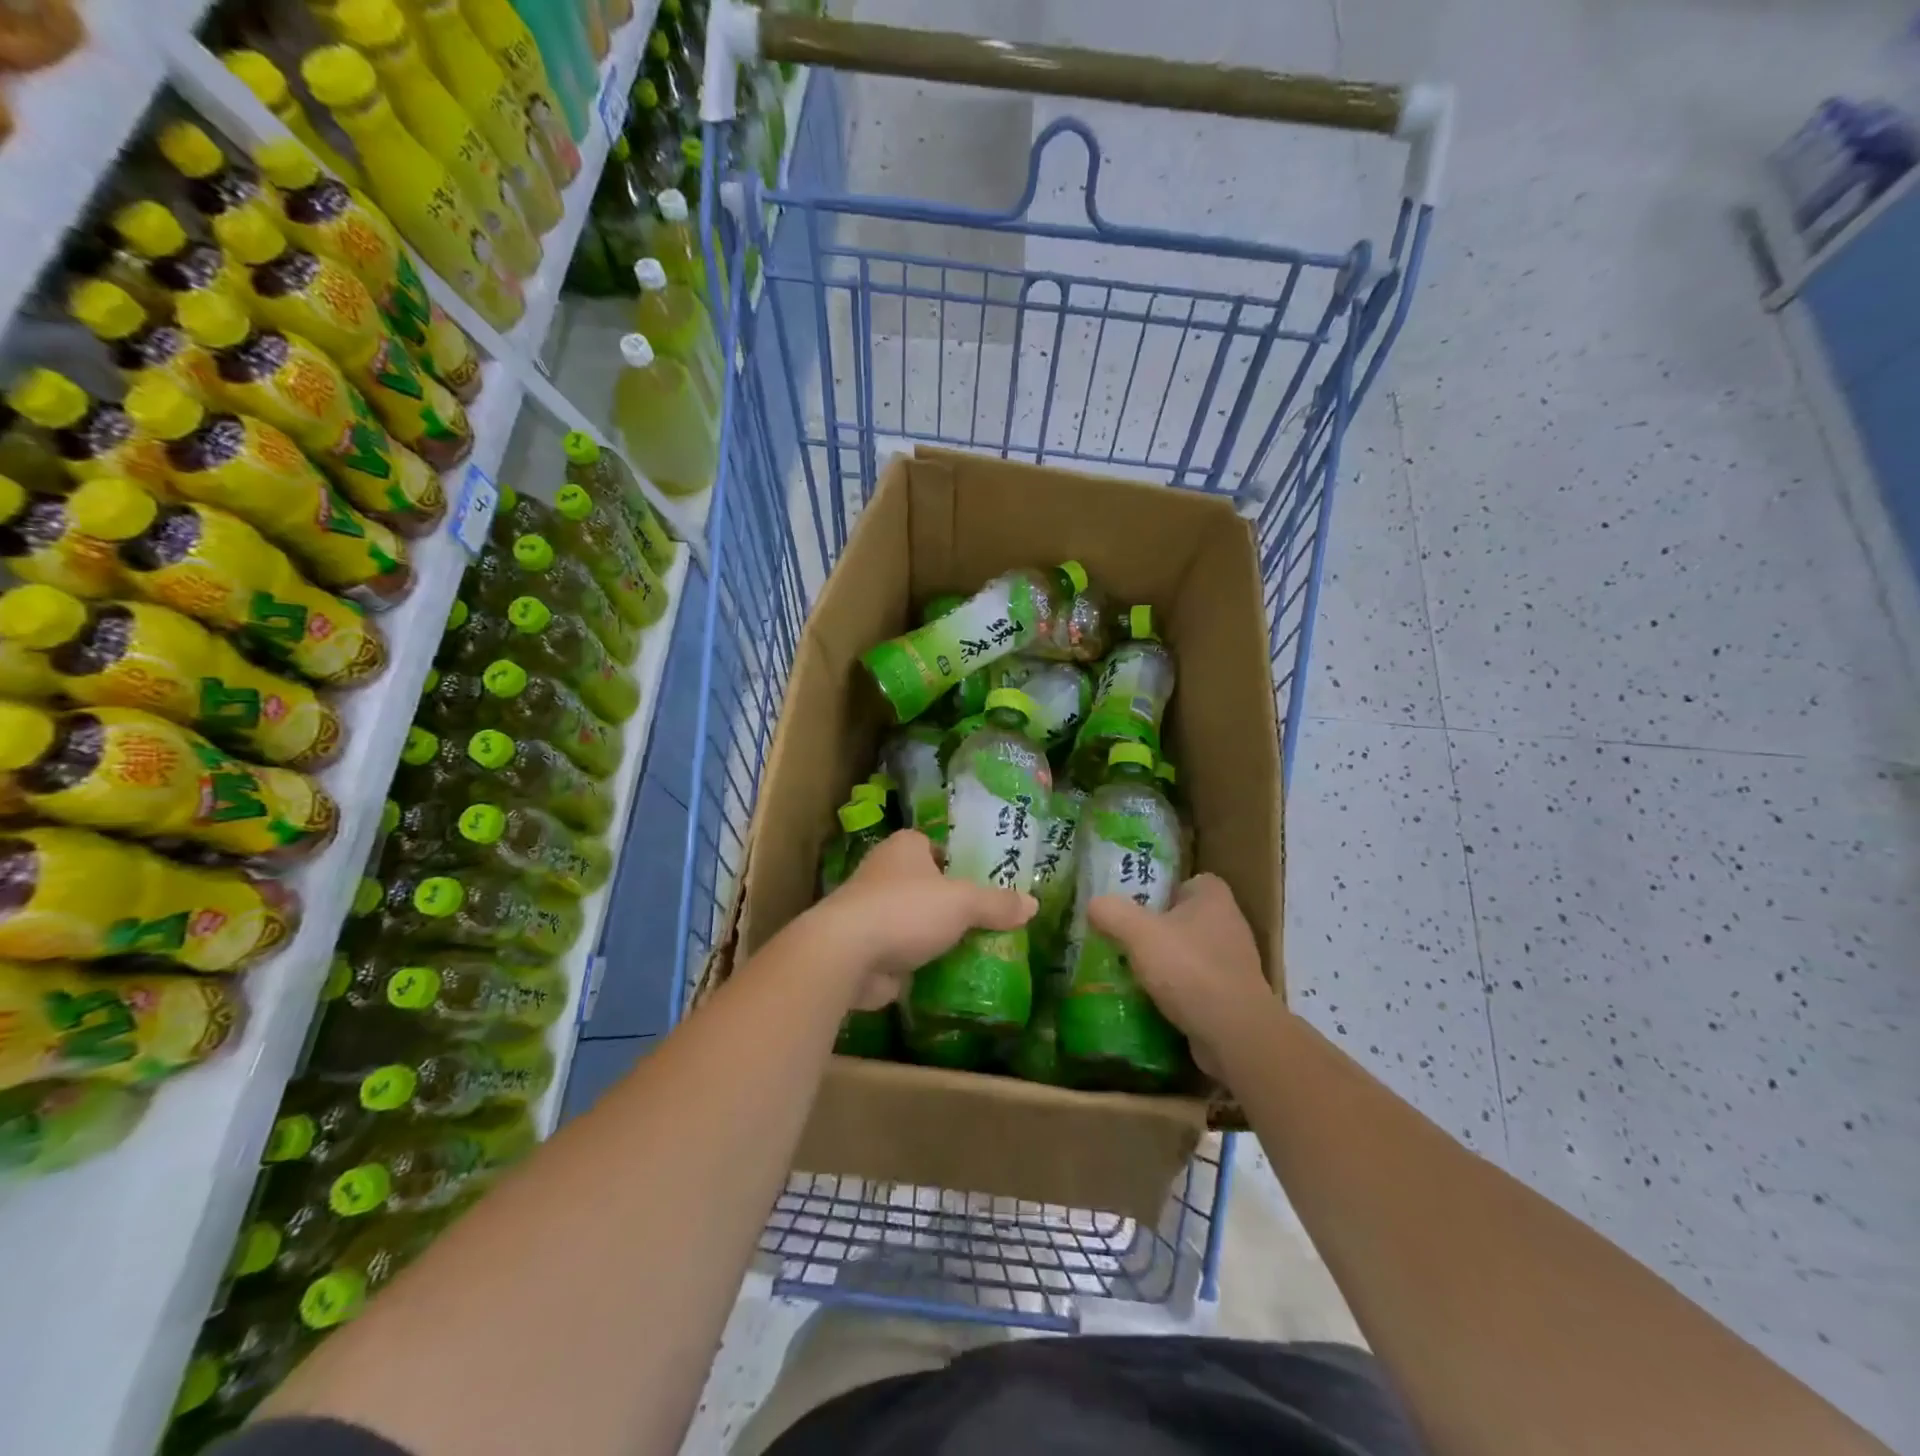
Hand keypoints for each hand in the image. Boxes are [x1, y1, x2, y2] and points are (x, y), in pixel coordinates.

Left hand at [812, 830, 1034, 1009]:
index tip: (989, 883)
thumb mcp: (962, 902)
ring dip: (937, 935)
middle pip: (929, 885)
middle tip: (990, 921)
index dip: (963, 862)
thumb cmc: (905, 910)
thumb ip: (997, 903)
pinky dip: (921, 963)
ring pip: (916, 920)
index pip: (939, 847)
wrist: (846, 954)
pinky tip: (950, 975)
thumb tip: (1033, 905)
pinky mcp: (867, 947)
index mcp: (905, 847)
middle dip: (953, 904)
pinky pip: (904, 952)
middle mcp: (884, 872)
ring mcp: (873, 911)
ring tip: (977, 950)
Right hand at [1087, 873, 1277, 1077]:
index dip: (1162, 890)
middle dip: (1157, 929)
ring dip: (1165, 962)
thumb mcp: (1139, 933)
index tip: (1136, 905)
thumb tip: (1094, 904)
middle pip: (1185, 918)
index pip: (1188, 882)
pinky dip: (1176, 991)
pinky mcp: (1232, 997)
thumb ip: (1112, 913)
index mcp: (1214, 898)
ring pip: (1189, 953)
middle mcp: (1229, 925)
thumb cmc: (1189, 969)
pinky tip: (1151, 1000)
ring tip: (1130, 971)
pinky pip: (1197, 984)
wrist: (1234, 1034)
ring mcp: (1234, 964)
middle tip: (1124, 938)